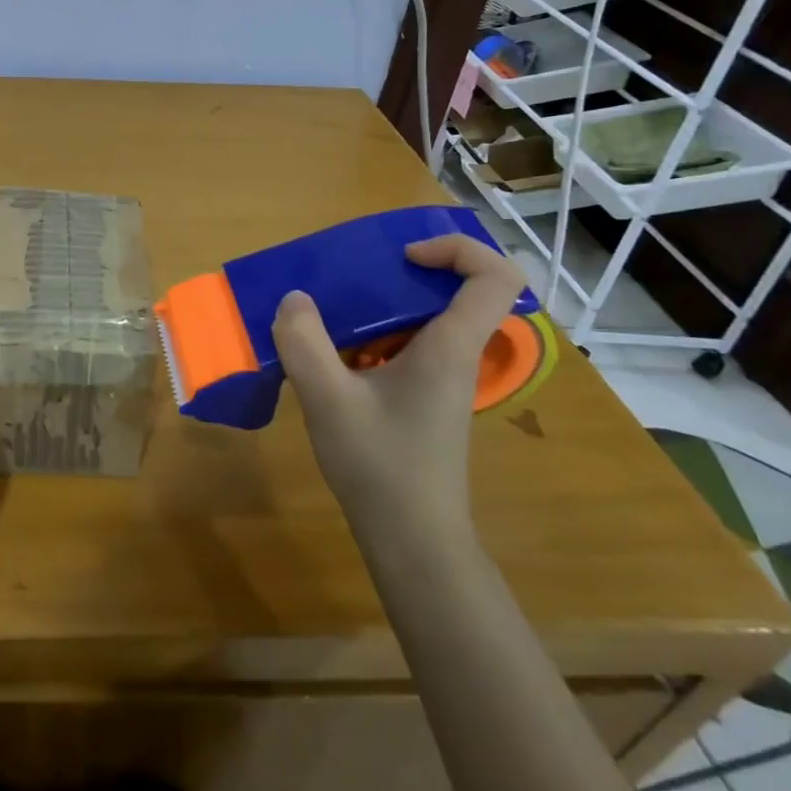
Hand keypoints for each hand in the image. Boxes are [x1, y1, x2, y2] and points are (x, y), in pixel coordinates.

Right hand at [271, 235, 526, 541]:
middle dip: (405, 273)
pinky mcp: (424, 399)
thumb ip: (304, 343)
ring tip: (333, 310)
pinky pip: (408, 347)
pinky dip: (374, 336)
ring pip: (428, 320)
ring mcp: (442, 381)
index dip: (459, 249)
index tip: (404, 256)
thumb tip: (294, 299)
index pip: (496, 277)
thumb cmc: (380, 465)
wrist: (412, 540)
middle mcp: (455, 357)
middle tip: (355, 277)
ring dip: (384, 306)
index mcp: (450, 348)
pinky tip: (333, 354)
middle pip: (458, 292)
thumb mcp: (328, 400)